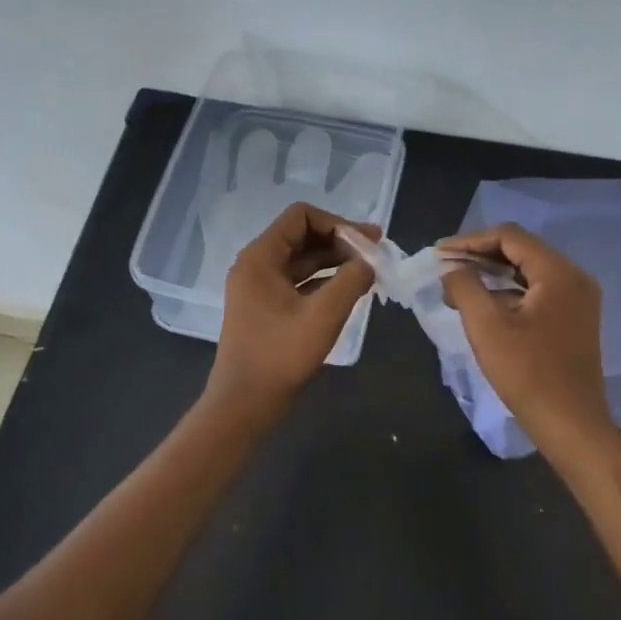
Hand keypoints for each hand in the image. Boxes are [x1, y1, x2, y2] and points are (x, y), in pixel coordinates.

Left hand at [203, 202, 378, 425]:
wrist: (245, 403)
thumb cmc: (280, 355)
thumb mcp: (323, 314)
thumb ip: (351, 280)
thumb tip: (369, 261)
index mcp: (260, 258)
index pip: (301, 216)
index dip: (337, 223)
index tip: (366, 242)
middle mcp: (256, 265)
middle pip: (302, 236)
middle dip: (340, 241)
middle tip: (375, 254)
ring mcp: (259, 288)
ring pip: (301, 260)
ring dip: (334, 261)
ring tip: (368, 271)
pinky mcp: (267, 308)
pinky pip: (298, 282)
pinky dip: (323, 281)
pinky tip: (349, 290)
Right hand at [439, 223, 612, 457]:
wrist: (570, 424)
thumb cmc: (527, 373)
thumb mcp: (486, 326)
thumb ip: (465, 287)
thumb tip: (451, 268)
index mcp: (558, 272)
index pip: (509, 237)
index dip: (470, 241)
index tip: (439, 254)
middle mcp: (574, 278)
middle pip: (521, 251)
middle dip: (480, 257)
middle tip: (445, 268)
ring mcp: (578, 300)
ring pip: (529, 272)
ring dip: (493, 275)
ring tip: (457, 287)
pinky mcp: (574, 320)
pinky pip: (538, 292)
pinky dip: (509, 293)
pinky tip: (484, 305)